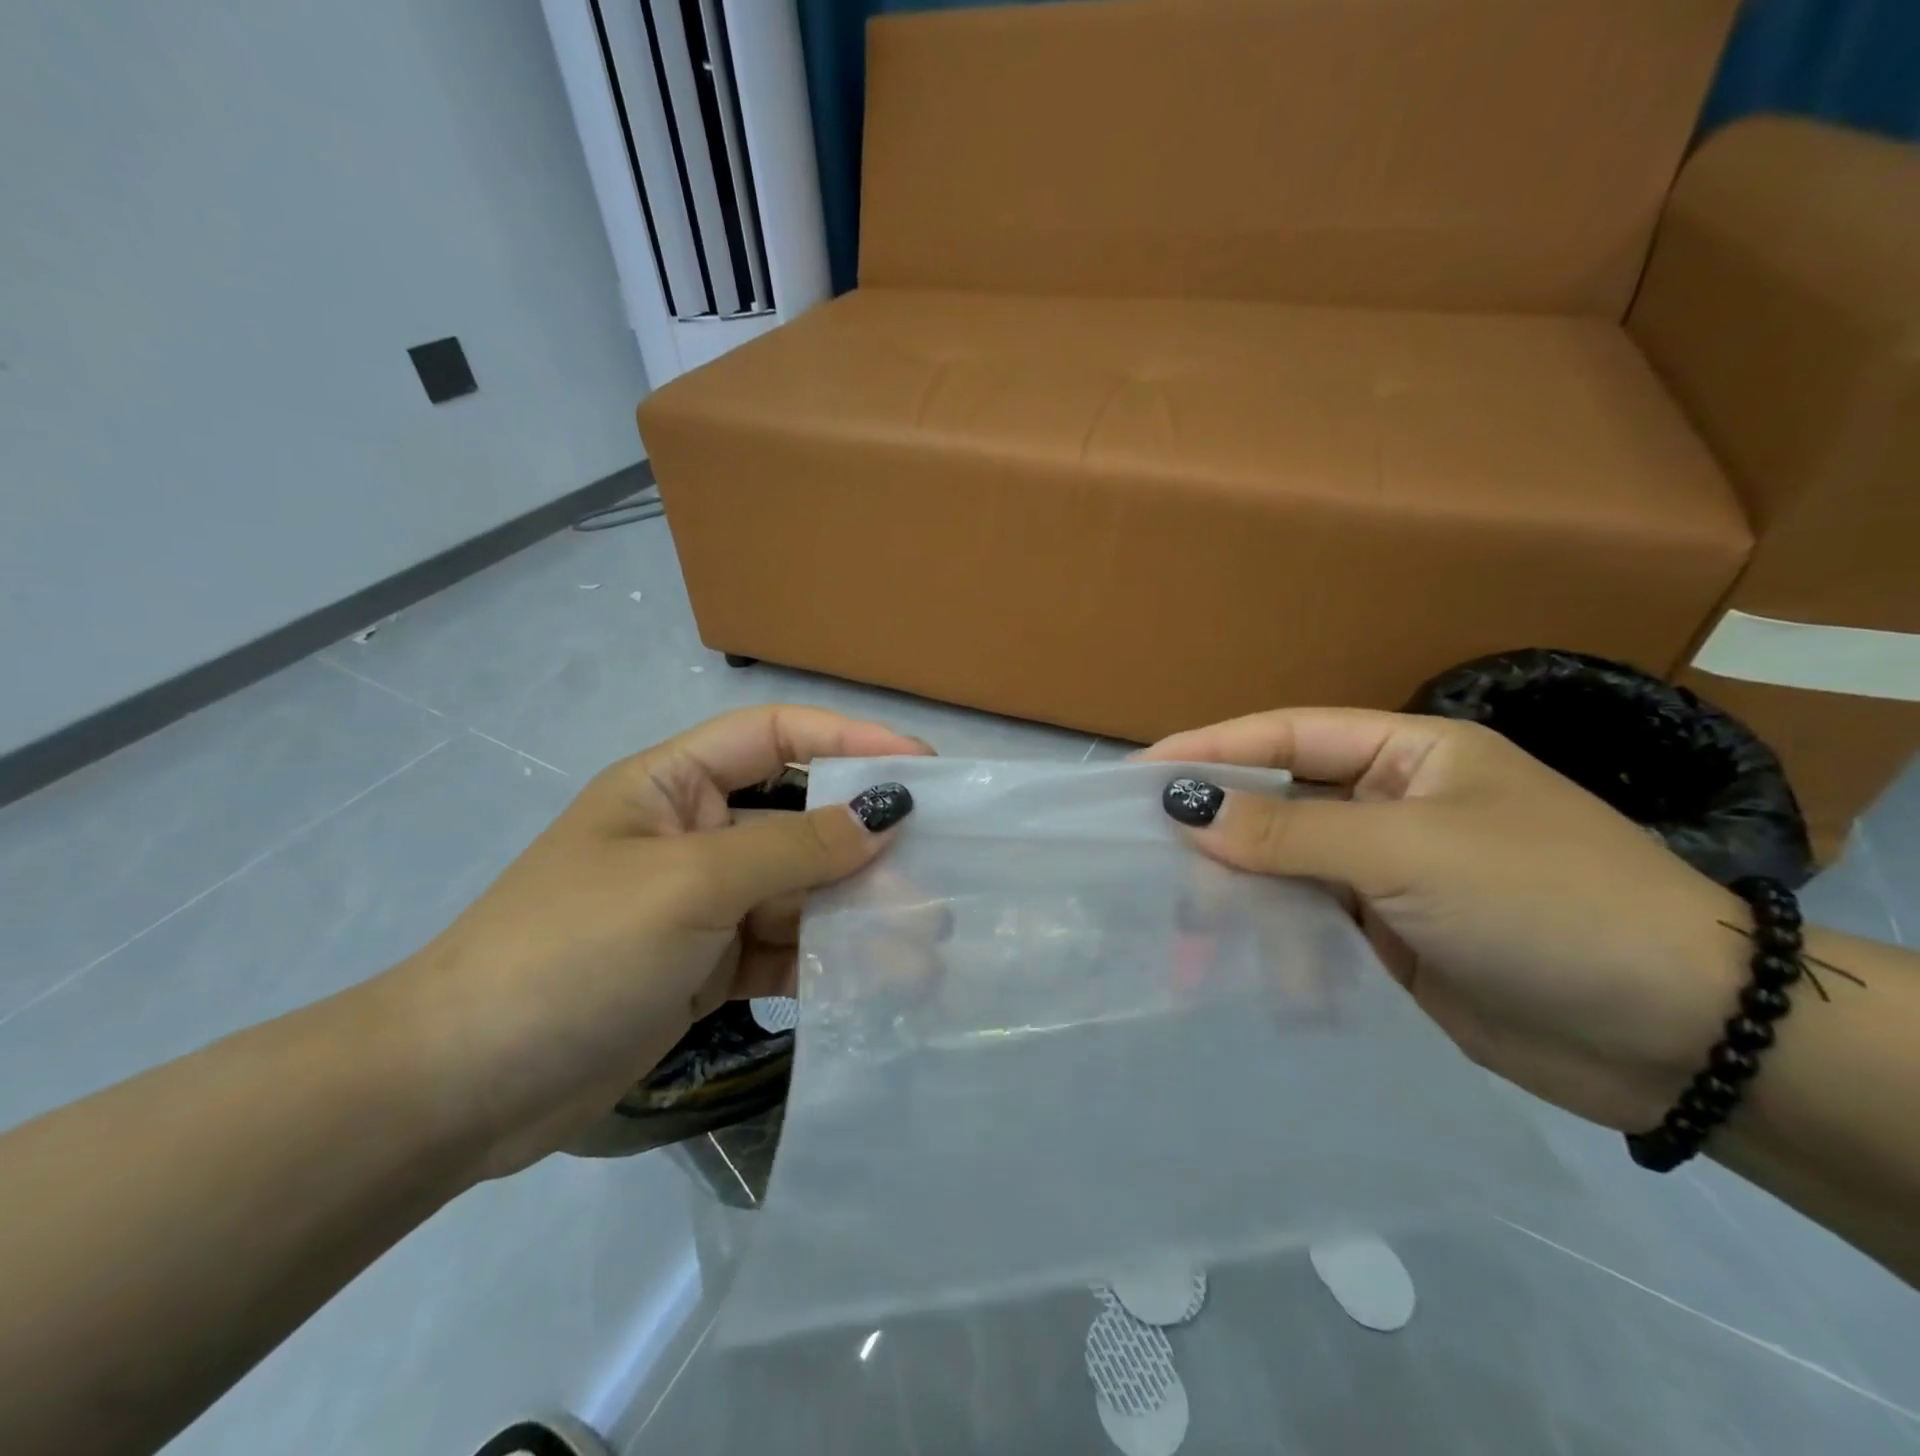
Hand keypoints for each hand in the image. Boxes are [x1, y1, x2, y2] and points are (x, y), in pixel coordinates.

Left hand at [386, 706, 928, 1177]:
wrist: (462, 1090)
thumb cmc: (572, 951)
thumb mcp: (688, 885)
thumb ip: (792, 849)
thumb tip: (883, 815)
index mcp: (672, 785)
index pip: (775, 736)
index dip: (849, 739)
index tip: (919, 766)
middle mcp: (693, 834)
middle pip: (798, 820)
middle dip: (864, 844)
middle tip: (937, 868)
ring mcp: (702, 905)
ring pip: (799, 892)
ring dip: (855, 913)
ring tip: (922, 940)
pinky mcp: (707, 967)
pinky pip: (782, 949)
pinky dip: (825, 961)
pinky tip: (875, 980)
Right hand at [1142, 709, 1746, 1131]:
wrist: (1677, 1037)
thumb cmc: (1542, 901)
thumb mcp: (1409, 852)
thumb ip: (1289, 833)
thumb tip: (1186, 807)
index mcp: (1404, 757)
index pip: (1286, 737)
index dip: (1210, 750)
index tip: (1138, 773)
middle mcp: (1387, 808)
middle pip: (1275, 810)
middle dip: (1216, 840)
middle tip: (1146, 865)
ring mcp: (1383, 878)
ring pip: (1282, 877)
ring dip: (1239, 907)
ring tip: (1189, 944)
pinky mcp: (1383, 943)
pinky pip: (1306, 933)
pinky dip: (1275, 955)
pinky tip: (1247, 982)